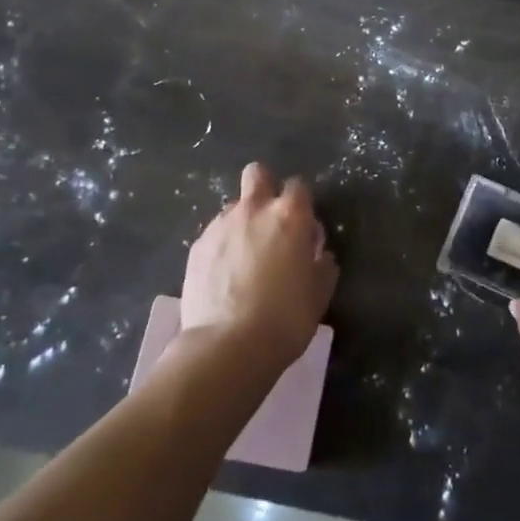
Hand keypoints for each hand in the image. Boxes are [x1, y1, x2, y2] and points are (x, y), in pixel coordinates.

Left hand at [180, 162, 337, 368]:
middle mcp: (254, 210)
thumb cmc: (285, 319)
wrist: (227, 346)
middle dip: (265, 187)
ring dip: (242, 222)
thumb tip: (318, 254)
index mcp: (290, 216)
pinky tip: (224, 276)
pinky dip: (221, 246)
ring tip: (244, 258)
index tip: (303, 227)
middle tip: (270, 222)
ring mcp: (220, 225)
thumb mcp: (320, 293)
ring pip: (233, 207)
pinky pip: (214, 234)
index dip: (301, 203)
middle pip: (257, 174)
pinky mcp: (196, 247)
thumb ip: (322, 264)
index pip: (298, 185)